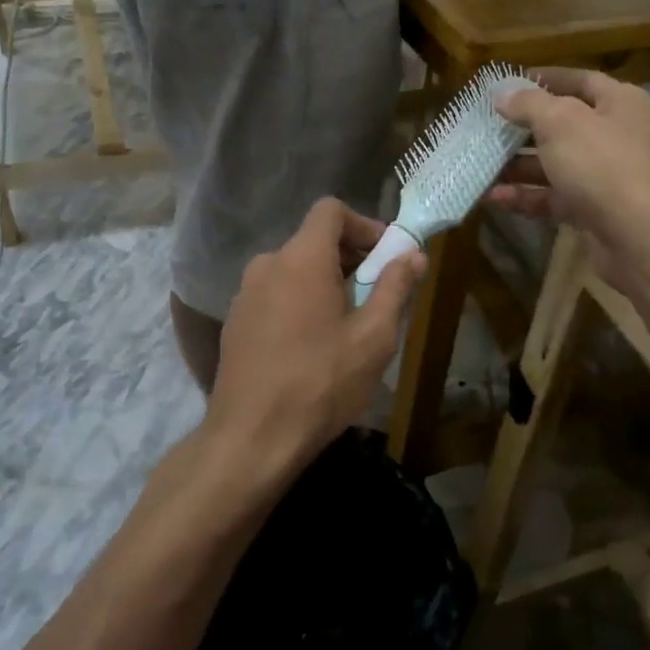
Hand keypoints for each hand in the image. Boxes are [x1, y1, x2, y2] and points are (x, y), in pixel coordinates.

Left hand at [203, 199, 423, 482]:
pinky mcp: (235, 322)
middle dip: (351, 259)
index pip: (331, 211)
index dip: (364, 225)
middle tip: (378, 296)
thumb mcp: (373, 337)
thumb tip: (413, 255)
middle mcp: (267, 264)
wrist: (250, 439)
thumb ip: (395, 287)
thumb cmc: (321, 383)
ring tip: (350, 325)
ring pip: (295, 270)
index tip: (387, 257)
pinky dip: (300, 303)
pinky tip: (314, 346)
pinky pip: (276, 295)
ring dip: (326, 283)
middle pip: (314, 240)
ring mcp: (245, 294)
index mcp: (301, 258)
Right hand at [489, 67, 649, 283]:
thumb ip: (529, 104)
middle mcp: (616, 136)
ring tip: (478, 165)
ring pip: (554, 165)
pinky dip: (526, 197)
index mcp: (620, 103)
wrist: (647, 240)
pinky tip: (493, 198)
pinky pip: (554, 198)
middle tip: (483, 128)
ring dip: (517, 166)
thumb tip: (502, 93)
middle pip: (562, 125)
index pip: (579, 80)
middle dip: (521, 128)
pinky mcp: (595, 212)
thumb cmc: (606, 166)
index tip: (505, 85)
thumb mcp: (561, 123)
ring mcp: (606, 177)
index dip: (543, 79)